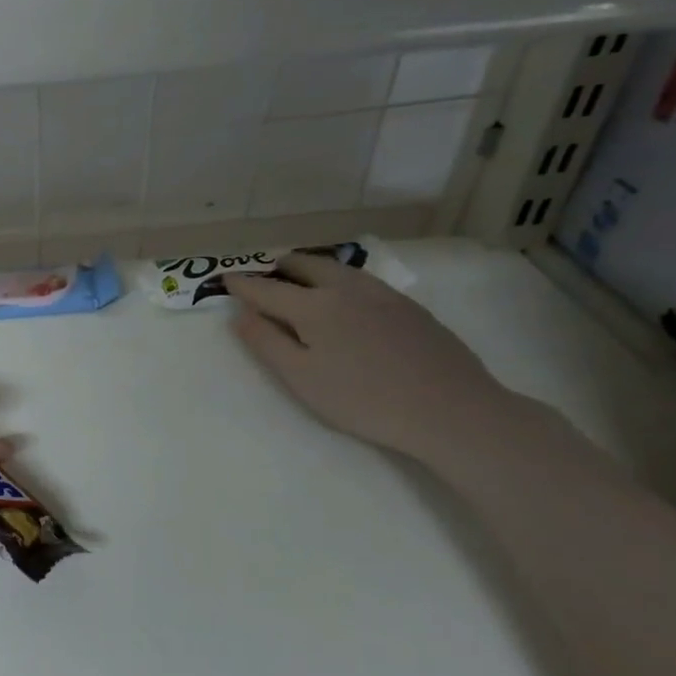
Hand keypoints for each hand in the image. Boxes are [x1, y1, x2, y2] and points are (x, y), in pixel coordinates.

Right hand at [226, 254, 529, 468]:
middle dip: (279, 268)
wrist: (451, 410)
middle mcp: (345, 288)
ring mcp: (382, 294)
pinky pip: (362, 280)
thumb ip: (266, 343)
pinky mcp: (409, 306)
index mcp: (314, 305)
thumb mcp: (301, 378)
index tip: (225, 279)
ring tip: (301, 280)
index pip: (267, 289)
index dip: (242, 284)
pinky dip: (339, 279)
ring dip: (311, 268)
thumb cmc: (363, 399)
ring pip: (337, 267)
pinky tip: (345, 299)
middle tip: (266, 278)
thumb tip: (240, 314)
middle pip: (305, 265)